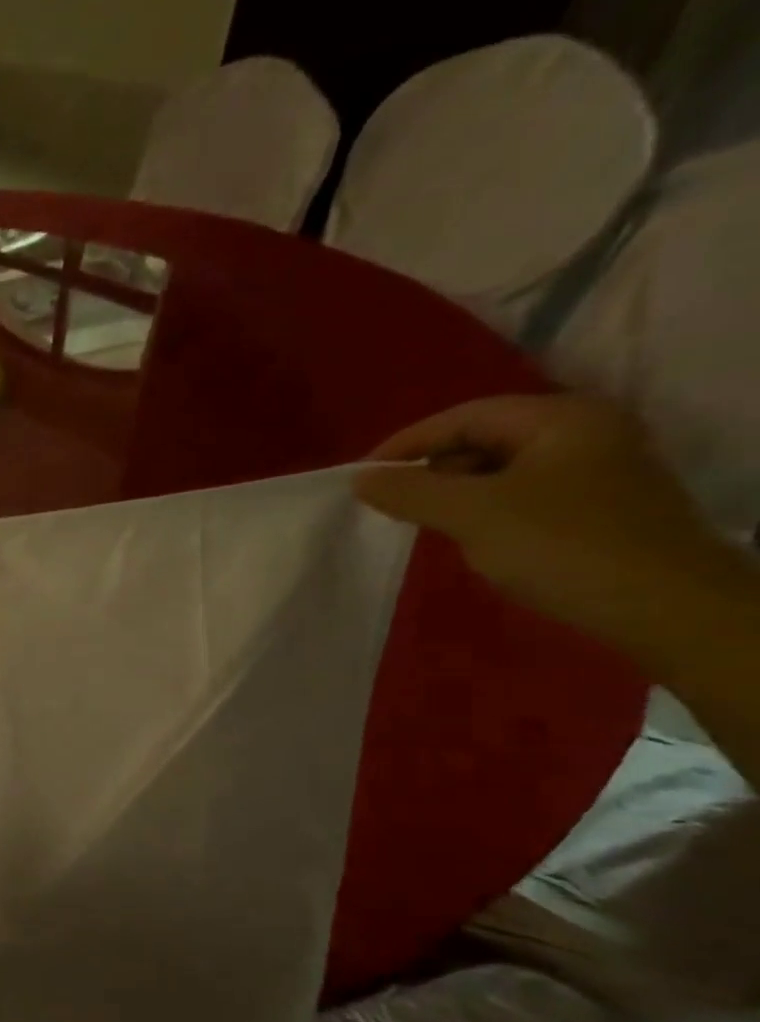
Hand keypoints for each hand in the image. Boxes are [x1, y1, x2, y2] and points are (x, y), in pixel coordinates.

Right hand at [353, 395, 742, 649]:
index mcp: (562, 418)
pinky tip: (468, 536)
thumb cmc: (561, 546)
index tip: (362, 477)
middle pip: (484, 438)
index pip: (465, 416)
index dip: (407, 443)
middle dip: (432, 468)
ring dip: (456, 492)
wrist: (661, 605)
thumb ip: (411, 491)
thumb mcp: (472, 514)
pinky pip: (521, 493)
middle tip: (391, 502)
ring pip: (501, 468)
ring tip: (423, 522)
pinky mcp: (595, 505)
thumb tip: (361, 478)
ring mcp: (595, 469)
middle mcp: (584, 431)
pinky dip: (484, 509)